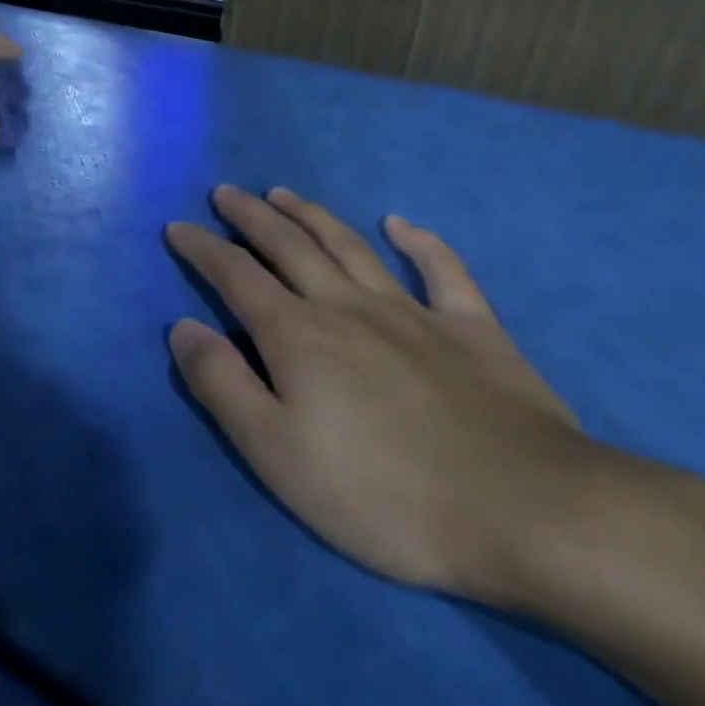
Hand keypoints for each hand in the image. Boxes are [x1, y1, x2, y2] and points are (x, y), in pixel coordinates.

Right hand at [166, 186, 609, 603]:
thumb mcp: (275, 452)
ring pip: (350, 246)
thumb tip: (183, 328)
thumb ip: (222, 384)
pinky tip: (400, 224)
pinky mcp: (474, 331)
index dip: (202, 248)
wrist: (526, 512)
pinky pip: (443, 272)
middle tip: (226, 193)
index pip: (235, 276)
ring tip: (284, 194)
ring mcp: (414, 313)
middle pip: (289, 246)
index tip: (178, 227)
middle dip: (251, 216)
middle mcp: (348, 307)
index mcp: (297, 335)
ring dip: (312, 215)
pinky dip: (420, 243)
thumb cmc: (382, 493)